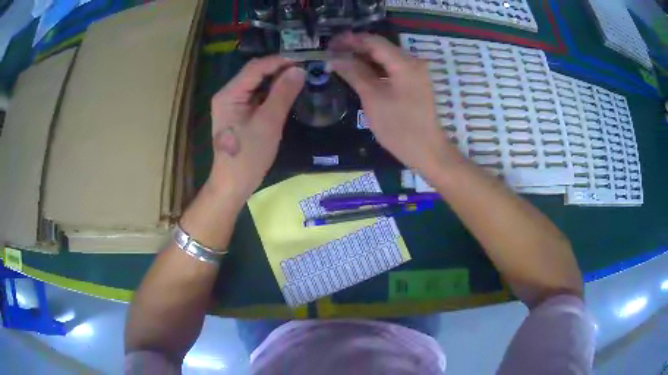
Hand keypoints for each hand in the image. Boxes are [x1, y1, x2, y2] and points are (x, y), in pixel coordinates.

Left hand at [208, 56, 304, 201]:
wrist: (233, 184)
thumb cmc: (249, 156)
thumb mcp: (268, 123)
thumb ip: (283, 93)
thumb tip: (299, 69)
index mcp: (229, 94)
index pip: (256, 67)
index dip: (280, 60)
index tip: (304, 57)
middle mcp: (228, 94)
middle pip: (255, 73)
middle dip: (279, 68)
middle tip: (305, 66)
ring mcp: (232, 104)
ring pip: (257, 84)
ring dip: (277, 79)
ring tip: (300, 76)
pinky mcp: (238, 113)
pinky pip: (256, 96)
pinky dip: (272, 92)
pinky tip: (287, 91)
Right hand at [330, 33, 456, 172]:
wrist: (427, 151)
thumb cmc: (399, 127)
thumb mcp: (372, 98)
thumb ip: (354, 73)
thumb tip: (334, 58)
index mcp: (404, 63)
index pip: (373, 41)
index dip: (350, 40)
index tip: (329, 43)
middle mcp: (412, 62)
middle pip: (380, 47)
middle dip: (355, 48)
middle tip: (331, 53)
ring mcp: (415, 73)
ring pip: (385, 58)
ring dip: (363, 58)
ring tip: (340, 62)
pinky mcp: (413, 83)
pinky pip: (391, 69)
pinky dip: (374, 69)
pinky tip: (358, 72)